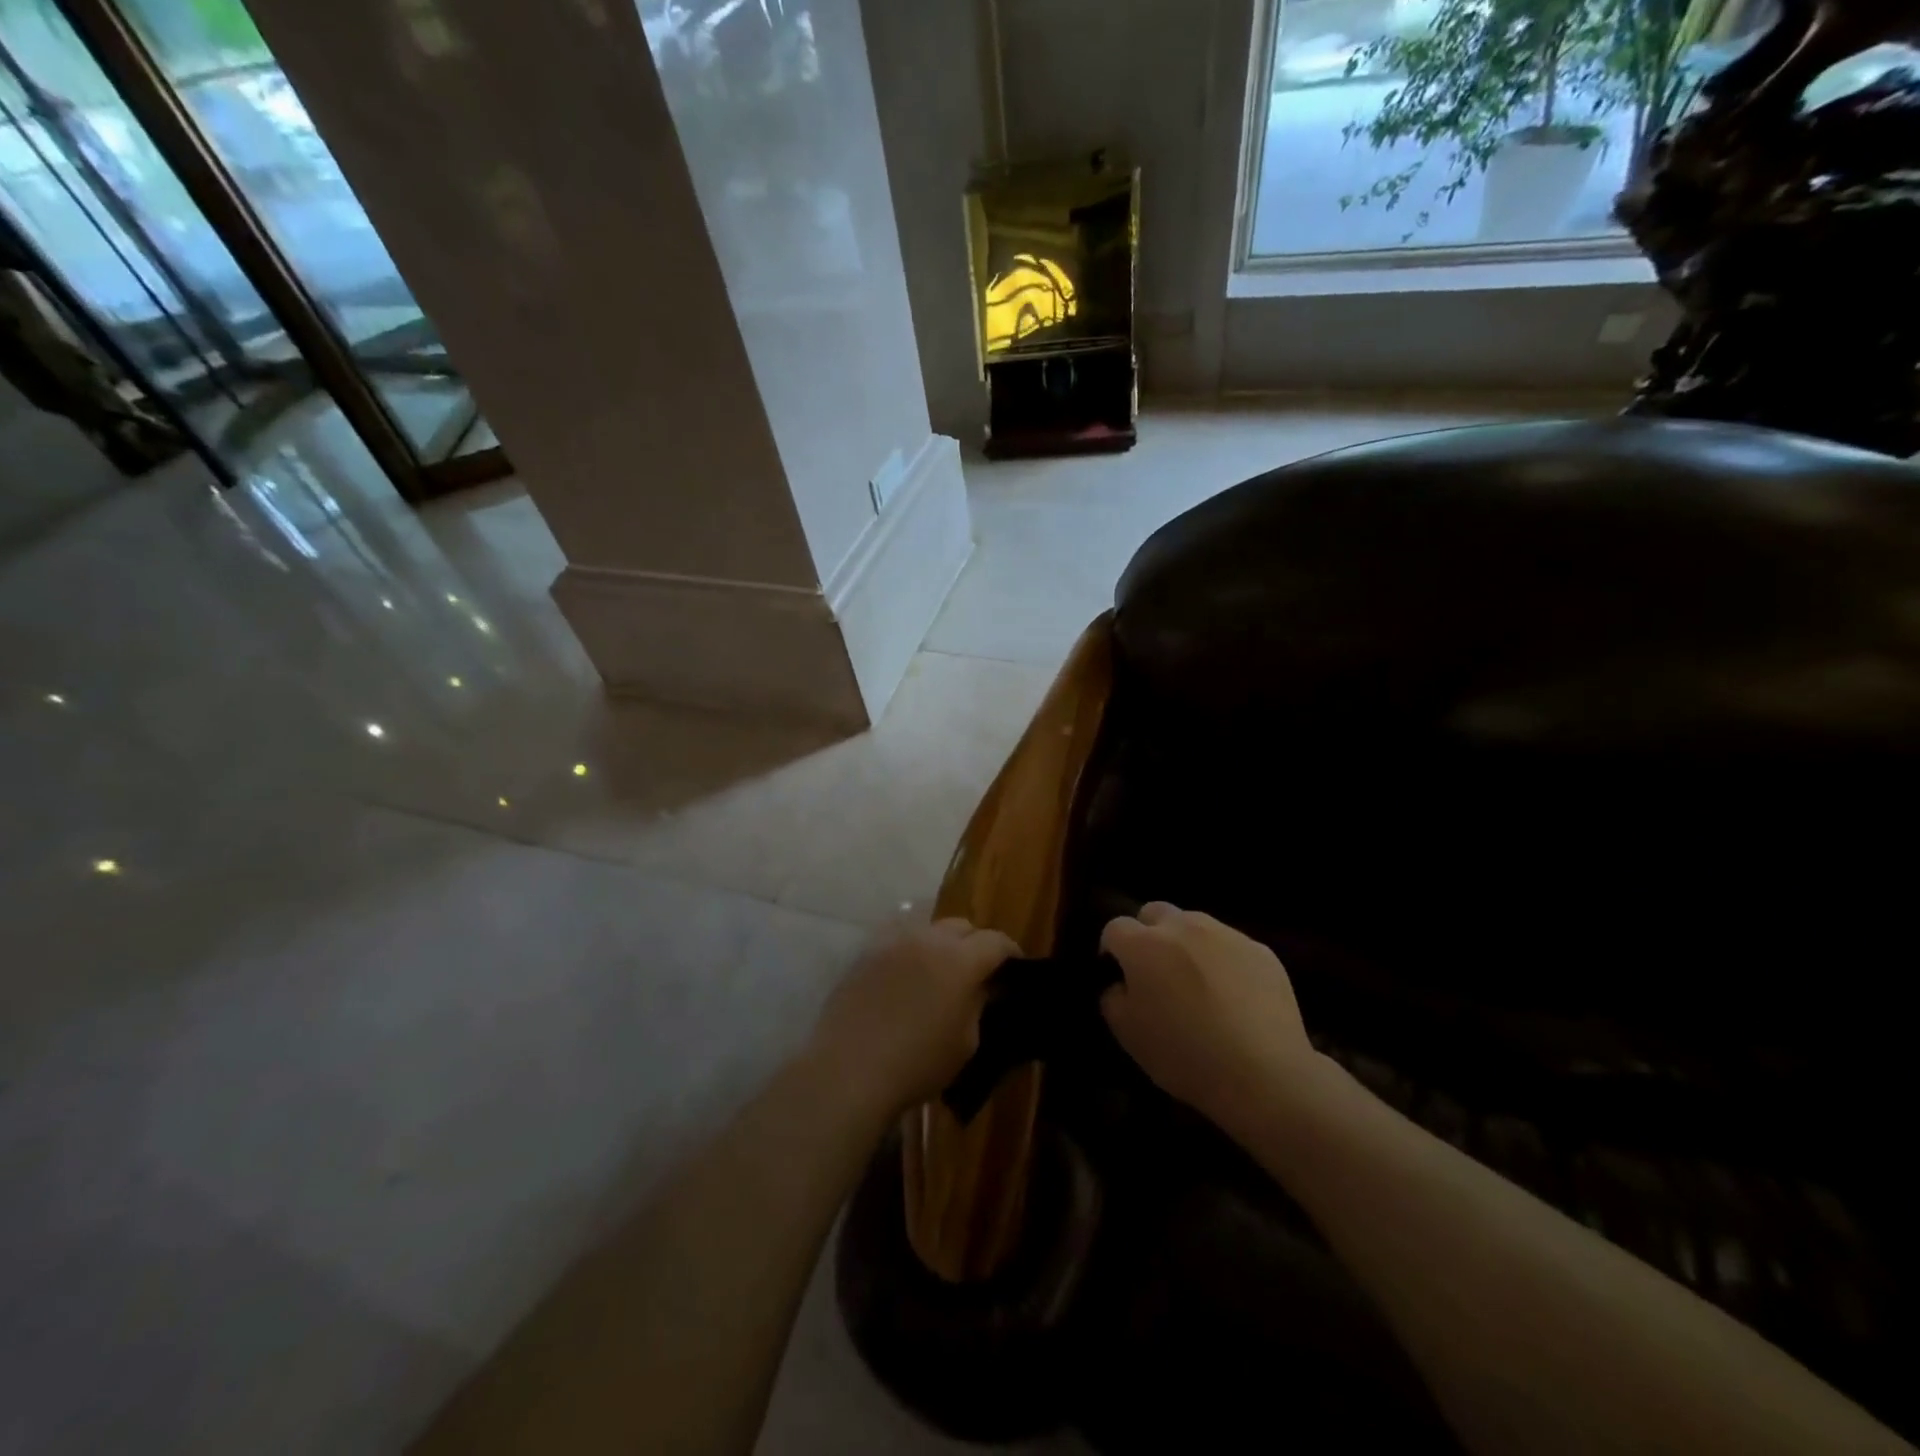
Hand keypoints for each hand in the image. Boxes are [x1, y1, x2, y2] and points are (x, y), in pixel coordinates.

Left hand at [809, 918, 1017, 1117]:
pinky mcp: (866, 952)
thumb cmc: (917, 1064)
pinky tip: (907, 972)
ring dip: (941, 943)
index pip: (995, 941)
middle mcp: (928, 938)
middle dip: (975, 943)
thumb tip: (981, 987)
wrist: (848, 1070)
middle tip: (977, 970)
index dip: (1010, 952)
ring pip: (927, 927)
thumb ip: (977, 1005)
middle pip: (962, 926)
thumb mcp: (965, 1042)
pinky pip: (897, 938)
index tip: (1014, 967)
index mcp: (960, 960)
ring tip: (940, 969)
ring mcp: (893, 941)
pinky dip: (910, 949)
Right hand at [1100, 903, 1319, 1131]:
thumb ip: (1112, 997)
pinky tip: (1234, 997)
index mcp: (1144, 944)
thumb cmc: (1184, 1055)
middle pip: (1155, 912)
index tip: (1119, 976)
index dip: (1112, 950)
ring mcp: (1225, 934)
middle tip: (1156, 972)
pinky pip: (1231, 946)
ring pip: (1195, 924)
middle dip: (1149, 934)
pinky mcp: (1261, 950)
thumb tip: (1120, 983)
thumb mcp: (1127, 1034)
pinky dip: (1224, 961)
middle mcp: (1182, 927)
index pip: (1115, 927)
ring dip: (1187, 944)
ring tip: (1198, 982)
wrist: (1264, 1075)